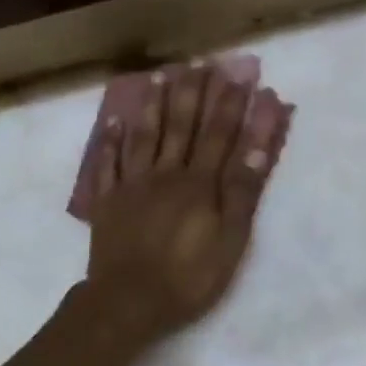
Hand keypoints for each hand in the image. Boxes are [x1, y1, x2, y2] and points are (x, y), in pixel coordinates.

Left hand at [84, 65, 286, 351]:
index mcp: (199, 184)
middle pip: (181, 126)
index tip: (241, 74)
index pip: (220, 135)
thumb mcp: (230, 240)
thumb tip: (257, 144)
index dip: (232, 104)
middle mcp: (166, 174)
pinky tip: (115, 121)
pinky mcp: (108, 202)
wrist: (128, 302)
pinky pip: (108, 163)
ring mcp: (132, 185)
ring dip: (155, 104)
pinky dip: (111, 141)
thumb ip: (242, 191)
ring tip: (162, 76)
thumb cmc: (188, 277)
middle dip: (194, 93)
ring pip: (145, 136)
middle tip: (201, 63)